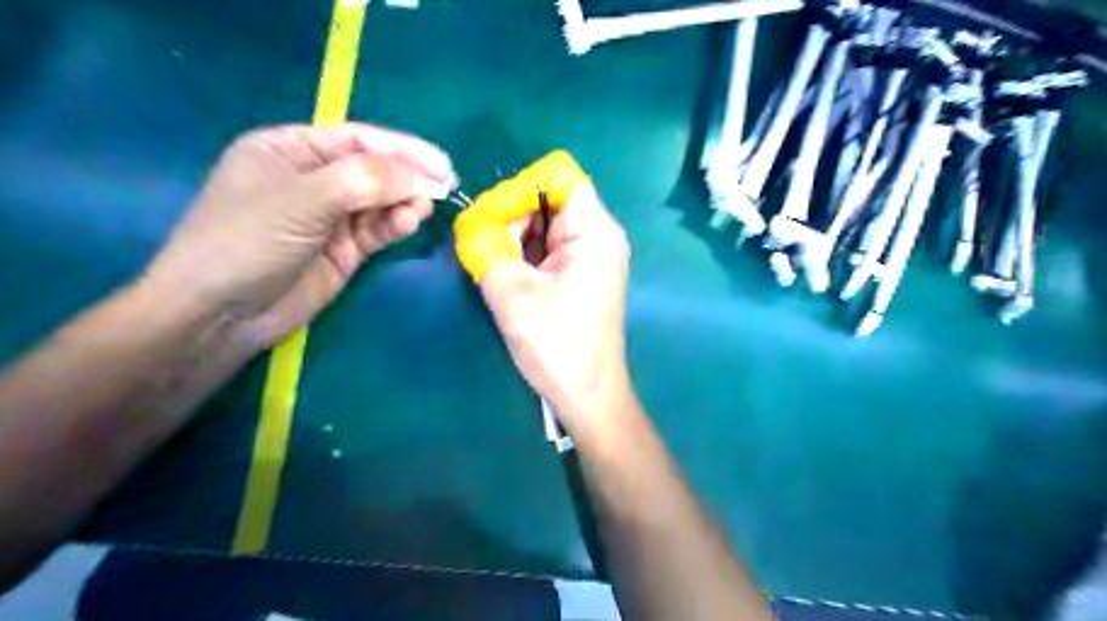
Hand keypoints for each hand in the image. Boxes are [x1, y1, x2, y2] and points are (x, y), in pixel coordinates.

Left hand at [142, 122, 453, 343]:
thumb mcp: (302, 199)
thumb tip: (419, 176)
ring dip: (404, 202)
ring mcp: (331, 216)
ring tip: (424, 208)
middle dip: (409, 176)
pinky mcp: (344, 249)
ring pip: (380, 201)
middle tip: (446, 185)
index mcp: (291, 149)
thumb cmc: (247, 240)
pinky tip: (409, 223)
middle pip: (374, 169)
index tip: (440, 163)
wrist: (223, 313)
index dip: (402, 148)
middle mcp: (314, 178)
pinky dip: (396, 225)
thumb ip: (362, 181)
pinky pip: (377, 229)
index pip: (357, 139)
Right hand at [483, 181, 631, 428]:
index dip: (520, 188)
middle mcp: (600, 235)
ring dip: (517, 238)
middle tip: (485, 247)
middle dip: (514, 216)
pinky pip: (551, 248)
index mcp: (593, 230)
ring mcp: (594, 256)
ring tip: (494, 265)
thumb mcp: (510, 290)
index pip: (558, 176)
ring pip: (548, 225)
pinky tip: (509, 275)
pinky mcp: (584, 275)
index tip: (492, 218)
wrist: (587, 394)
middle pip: (551, 199)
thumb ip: (485, 246)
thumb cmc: (555, 342)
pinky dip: (527, 254)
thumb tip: (469, 222)